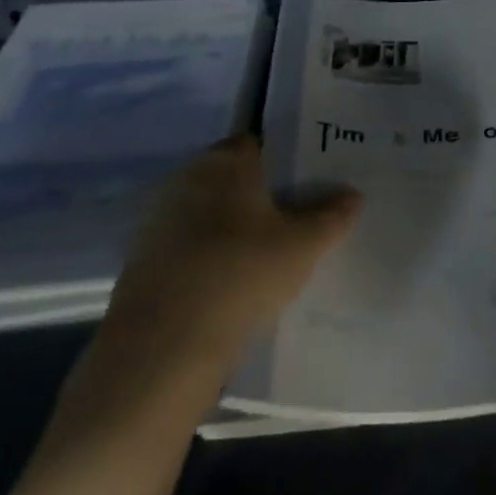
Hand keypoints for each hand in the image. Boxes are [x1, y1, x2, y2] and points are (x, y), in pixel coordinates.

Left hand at [61, 136, 360, 432]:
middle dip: (263, 197)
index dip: (286, 160)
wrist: (162, 350)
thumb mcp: (305, 245)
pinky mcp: (144, 265)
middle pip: (234, 181)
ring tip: (274, 258)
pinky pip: (192, 251)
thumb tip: (352, 195)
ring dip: (236, 232)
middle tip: (300, 220)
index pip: (259, 144)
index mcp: (224, 162)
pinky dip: (213, 261)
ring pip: (211, 217)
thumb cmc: (241, 274)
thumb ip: (333, 215)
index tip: (311, 183)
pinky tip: (237, 288)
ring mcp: (159, 223)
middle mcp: (186, 180)